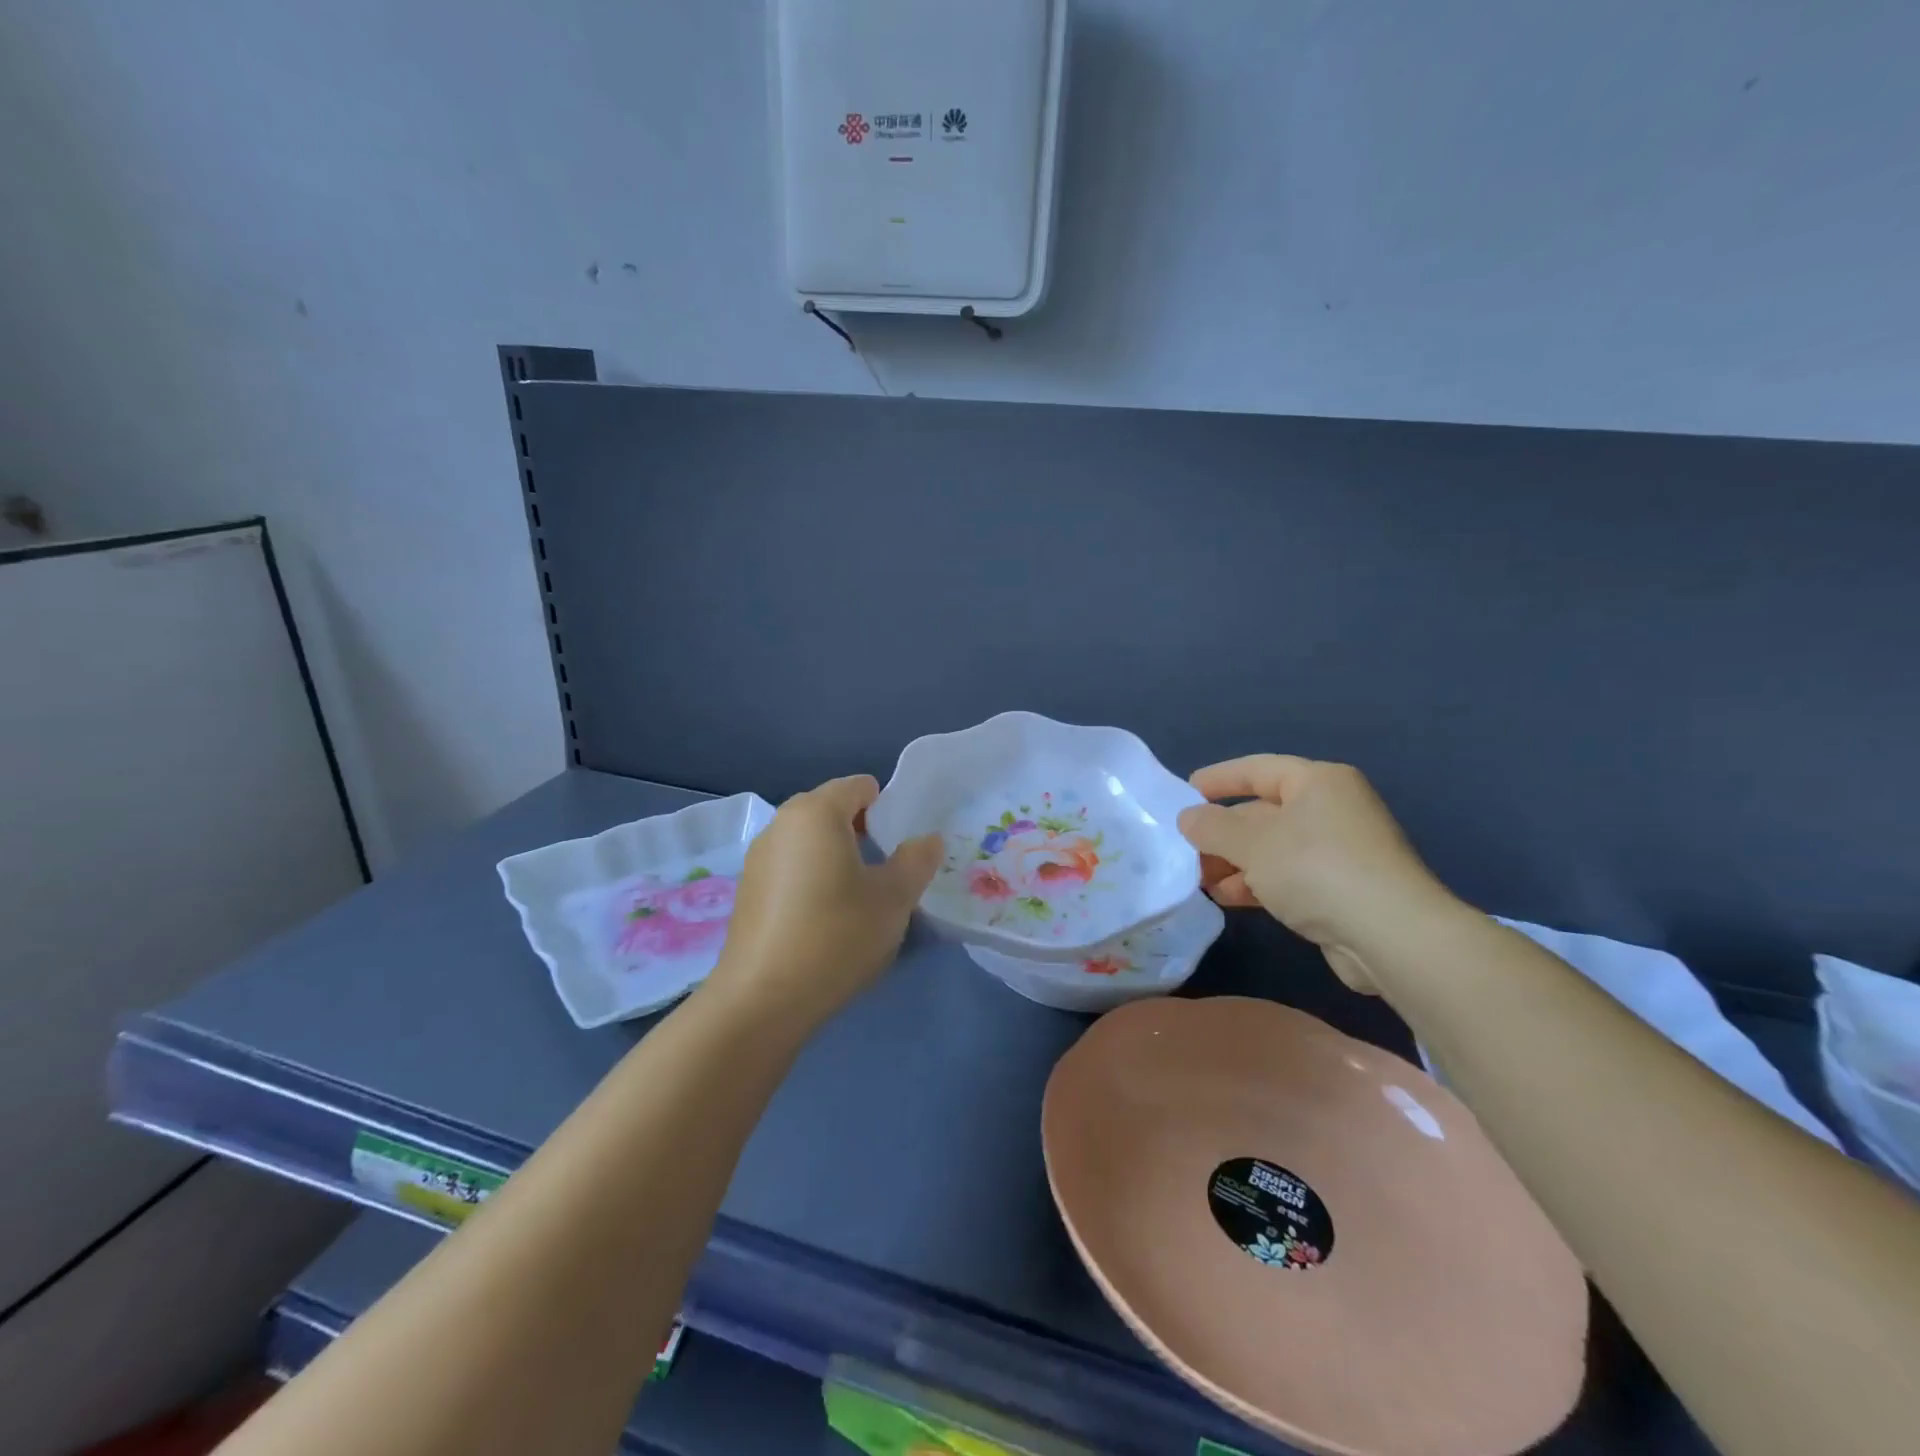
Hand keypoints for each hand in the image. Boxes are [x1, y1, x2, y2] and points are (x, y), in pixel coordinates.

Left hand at [703, 775, 942, 1032]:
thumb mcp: (893, 899)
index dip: (888, 808)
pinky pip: (790, 866)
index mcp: (816, 812)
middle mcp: (781, 823)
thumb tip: (928, 839)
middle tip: (886, 872)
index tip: (902, 846)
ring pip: (809, 840)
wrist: (763, 1000)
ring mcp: (758, 857)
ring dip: (836, 856)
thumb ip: (917, 860)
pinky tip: (822, 920)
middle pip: (831, 810)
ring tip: (857, 899)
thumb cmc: (836, 936)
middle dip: (863, 832)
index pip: (859, 786)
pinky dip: (811, 878)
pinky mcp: (747, 890)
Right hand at [1176, 755, 1456, 992]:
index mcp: (1318, 782)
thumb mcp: (1253, 843)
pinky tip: (1228, 898)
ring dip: (1235, 862)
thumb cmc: (1317, 869)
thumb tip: (1187, 818)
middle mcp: (1332, 809)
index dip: (1218, 779)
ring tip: (1199, 880)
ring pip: (1273, 848)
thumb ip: (1212, 827)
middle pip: (1263, 812)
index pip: (1258, 769)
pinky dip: (1257, 884)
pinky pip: (1288, 876)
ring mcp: (1340, 851)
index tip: (1184, 793)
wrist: (1391, 936)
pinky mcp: (1341, 889)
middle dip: (1222, 832)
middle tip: (1185, 849)